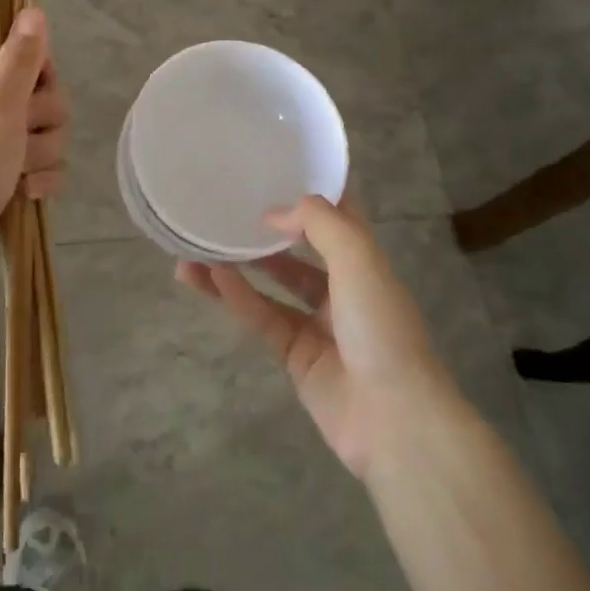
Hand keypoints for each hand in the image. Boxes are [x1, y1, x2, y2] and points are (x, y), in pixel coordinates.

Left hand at [0, 9, 69, 302]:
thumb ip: (21, 60)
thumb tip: (33, 9)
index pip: (22, 50)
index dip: (39, 68)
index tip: (35, 89)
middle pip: (44, 95)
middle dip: (45, 119)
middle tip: (19, 137)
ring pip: (50, 135)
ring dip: (43, 156)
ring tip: (17, 175)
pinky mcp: (8, 182)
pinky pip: (45, 170)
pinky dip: (42, 183)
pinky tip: (26, 196)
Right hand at [177, 196, 451, 478]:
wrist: (394, 418)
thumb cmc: (381, 326)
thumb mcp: (358, 258)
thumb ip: (318, 223)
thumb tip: (274, 214)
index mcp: (365, 261)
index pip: (336, 217)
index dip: (308, 196)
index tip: (272, 172)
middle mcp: (342, 288)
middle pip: (297, 251)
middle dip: (263, 233)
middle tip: (223, 211)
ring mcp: (318, 324)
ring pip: (272, 285)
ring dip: (237, 266)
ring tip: (195, 247)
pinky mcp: (296, 356)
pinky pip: (262, 317)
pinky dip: (237, 297)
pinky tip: (209, 277)